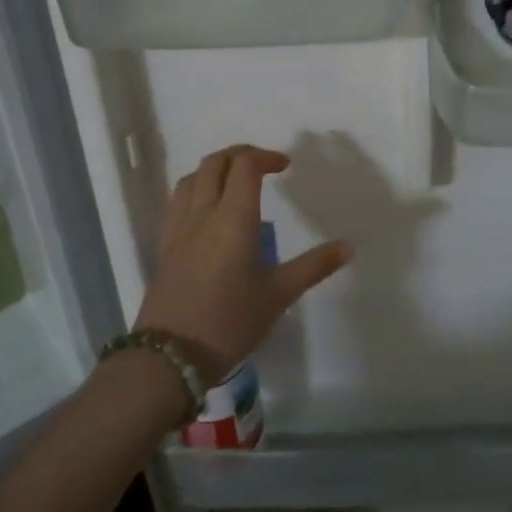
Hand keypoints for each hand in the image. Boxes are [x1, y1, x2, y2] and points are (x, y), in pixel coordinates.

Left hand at [134, 145, 351, 383]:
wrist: (170, 357)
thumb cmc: (230, 322)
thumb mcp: (278, 295)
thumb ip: (313, 266)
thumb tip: (348, 247)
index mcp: (233, 218)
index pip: (245, 166)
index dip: (265, 156)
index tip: (284, 166)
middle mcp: (203, 213)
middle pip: (215, 163)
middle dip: (240, 155)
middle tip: (262, 166)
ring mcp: (178, 228)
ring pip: (192, 178)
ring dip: (215, 169)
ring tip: (235, 184)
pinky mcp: (164, 245)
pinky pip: (177, 200)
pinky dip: (196, 190)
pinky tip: (207, 211)